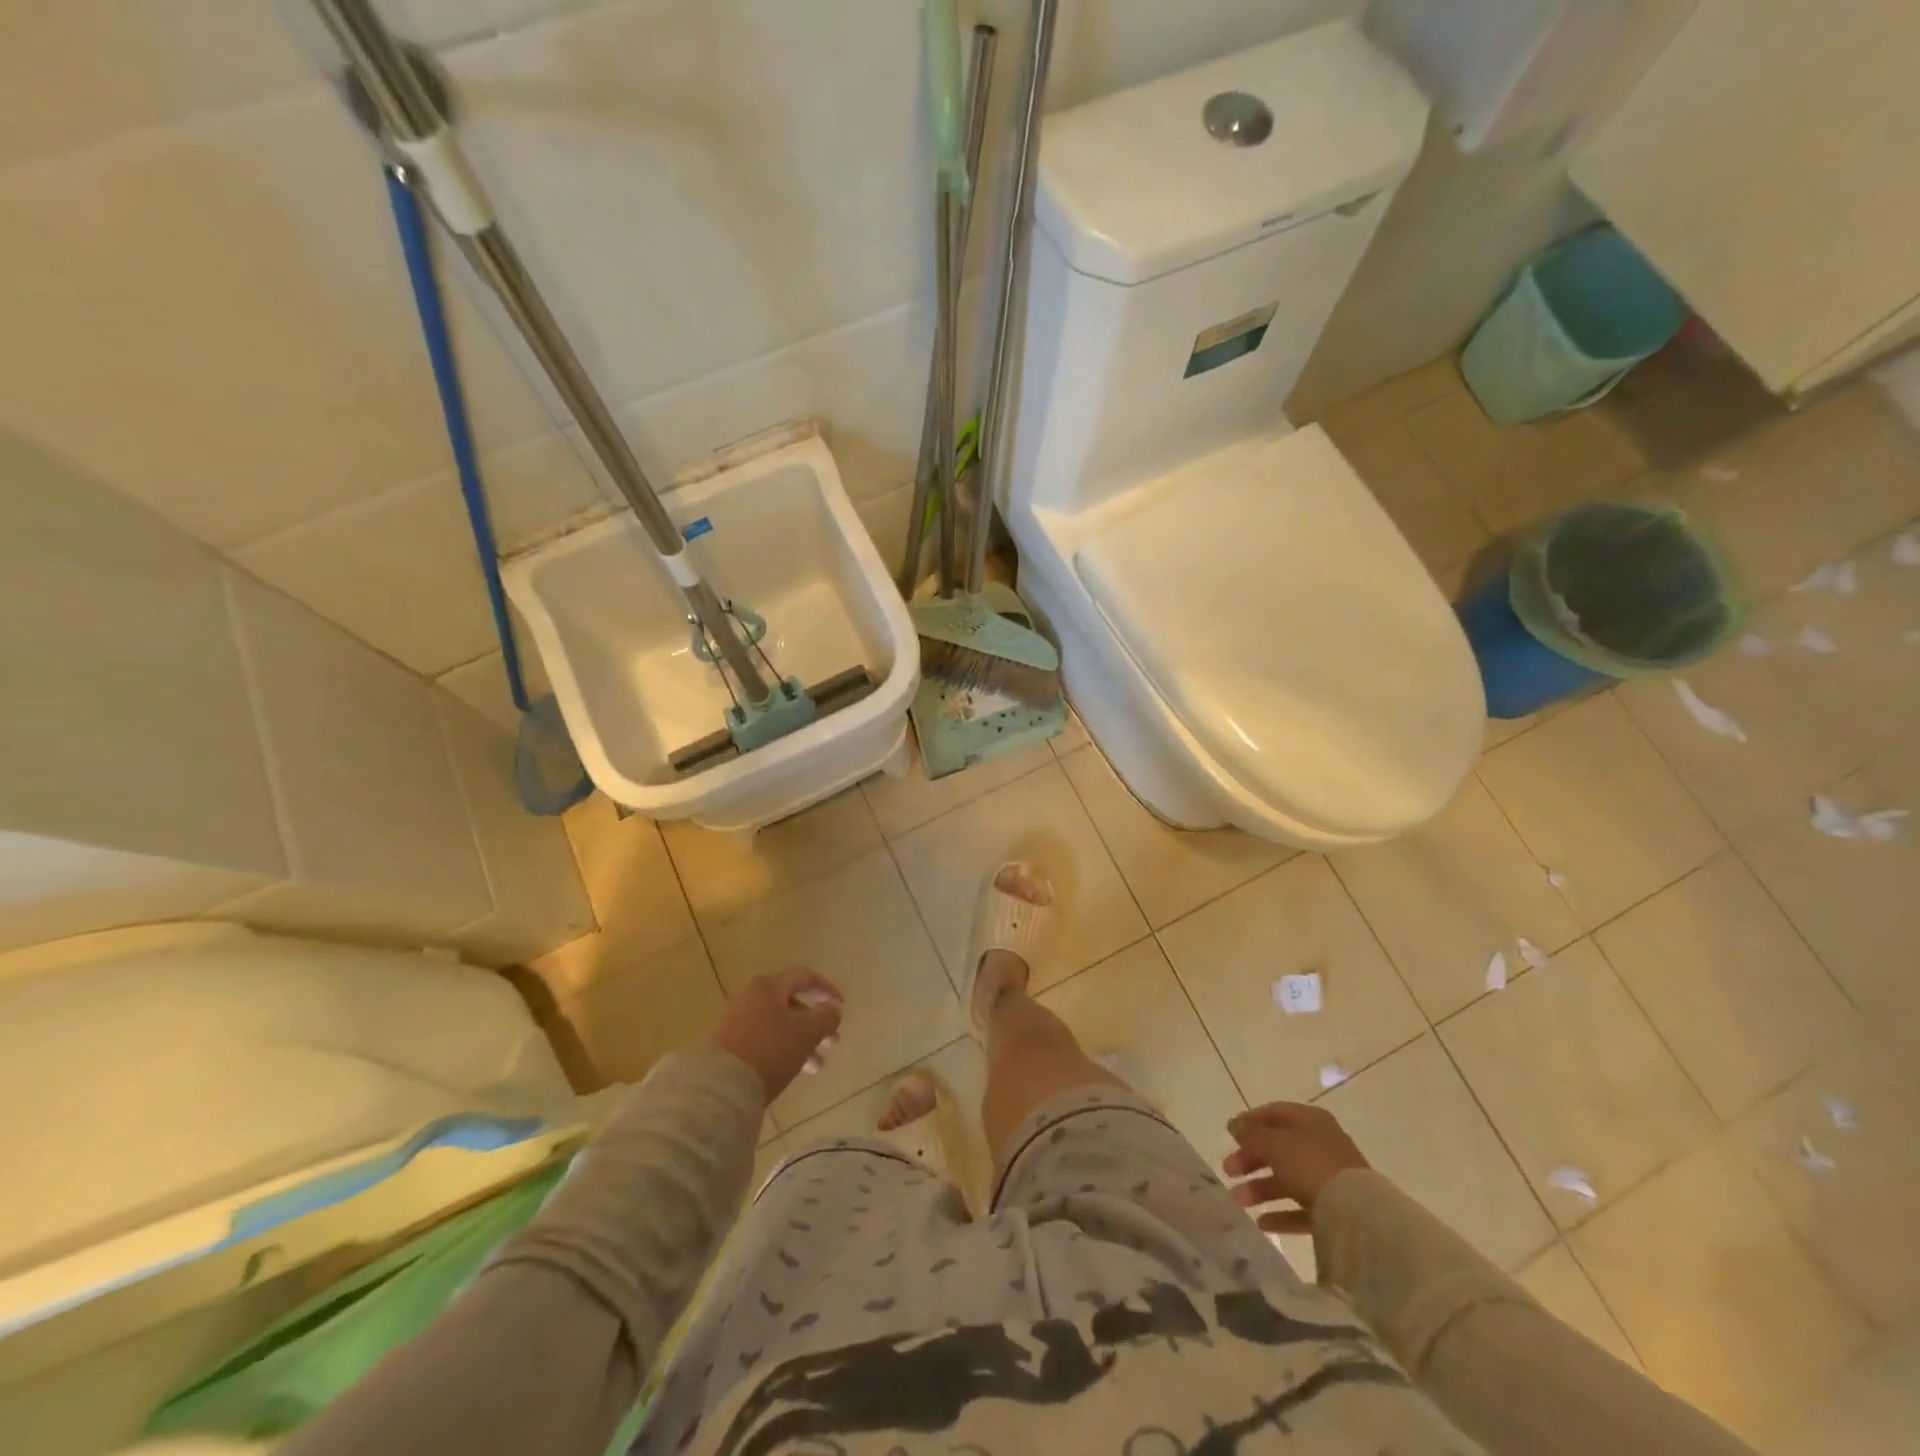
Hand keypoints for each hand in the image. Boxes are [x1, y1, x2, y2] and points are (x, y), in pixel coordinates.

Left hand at [712, 967, 844, 1100]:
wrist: (720, 1086)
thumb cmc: (770, 1050)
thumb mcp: (807, 1033)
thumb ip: (826, 1017)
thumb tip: (834, 1008)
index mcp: (768, 986)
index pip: (804, 977)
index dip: (827, 990)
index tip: (842, 1008)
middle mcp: (750, 996)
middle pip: (791, 1003)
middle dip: (816, 1023)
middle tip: (833, 1042)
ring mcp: (736, 1020)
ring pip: (779, 1024)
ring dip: (802, 1041)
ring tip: (816, 1067)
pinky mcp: (728, 1043)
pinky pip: (764, 1039)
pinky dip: (782, 1049)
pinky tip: (793, 1070)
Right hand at [1223, 1101, 1369, 1233]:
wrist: (1358, 1213)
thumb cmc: (1310, 1164)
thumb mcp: (1274, 1143)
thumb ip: (1252, 1136)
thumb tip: (1237, 1129)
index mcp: (1310, 1120)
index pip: (1274, 1113)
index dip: (1249, 1121)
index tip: (1228, 1134)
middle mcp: (1321, 1144)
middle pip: (1278, 1147)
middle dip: (1251, 1159)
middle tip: (1228, 1170)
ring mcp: (1330, 1178)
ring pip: (1288, 1179)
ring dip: (1261, 1188)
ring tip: (1237, 1200)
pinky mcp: (1336, 1209)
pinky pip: (1302, 1208)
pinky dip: (1282, 1213)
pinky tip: (1262, 1222)